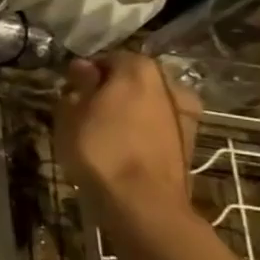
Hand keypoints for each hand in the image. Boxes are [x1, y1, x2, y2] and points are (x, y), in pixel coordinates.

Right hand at [55, 53, 200, 211]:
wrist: (143, 201)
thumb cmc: (100, 149)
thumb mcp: (71, 113)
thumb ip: (79, 85)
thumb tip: (84, 68)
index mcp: (139, 69)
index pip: (109, 58)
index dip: (87, 71)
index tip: (71, 88)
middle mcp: (169, 84)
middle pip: (133, 79)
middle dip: (111, 89)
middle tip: (85, 108)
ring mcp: (184, 113)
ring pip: (147, 102)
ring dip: (128, 110)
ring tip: (103, 130)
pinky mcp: (189, 140)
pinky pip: (157, 125)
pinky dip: (141, 129)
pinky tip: (123, 146)